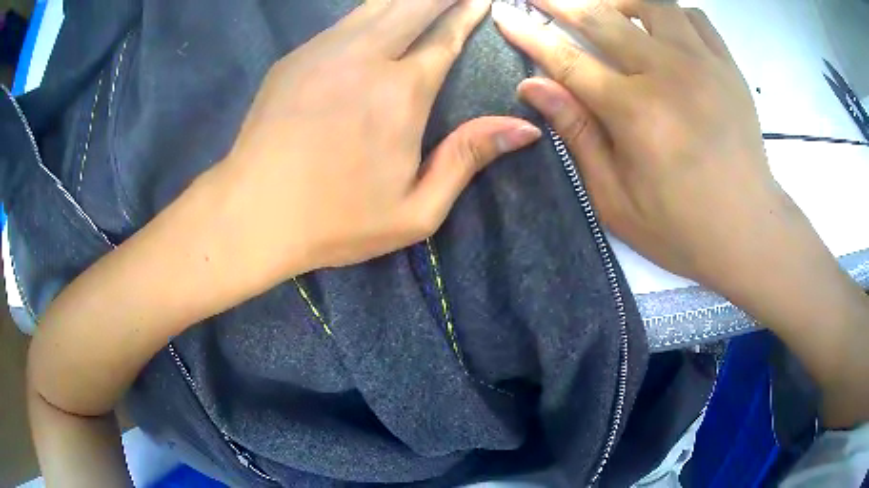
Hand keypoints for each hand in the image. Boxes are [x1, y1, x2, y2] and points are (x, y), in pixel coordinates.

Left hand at [212, 0, 539, 283]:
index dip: (467, 14)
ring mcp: (324, 51)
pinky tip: (382, 13)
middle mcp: (365, 57)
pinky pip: (345, 21)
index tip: (482, 0)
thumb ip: (467, 159)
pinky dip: (372, 11)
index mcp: (401, 93)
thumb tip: (523, 128)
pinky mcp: (295, 58)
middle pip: (413, 5)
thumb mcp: (415, 211)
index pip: (445, 39)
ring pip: (377, 5)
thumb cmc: (335, 221)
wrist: (252, 214)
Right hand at [492, 0, 786, 291]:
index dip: (529, 34)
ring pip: (651, 4)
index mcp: (635, 111)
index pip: (566, 59)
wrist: (749, 232)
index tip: (504, 14)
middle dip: (561, 3)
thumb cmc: (681, 227)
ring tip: (608, 12)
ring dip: (620, 2)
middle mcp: (667, 73)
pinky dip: (671, 14)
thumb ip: (577, 134)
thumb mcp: (615, 199)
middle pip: (601, 18)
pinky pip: (694, 17)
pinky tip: (663, 30)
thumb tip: (533, 86)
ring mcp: (703, 64)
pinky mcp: (728, 67)